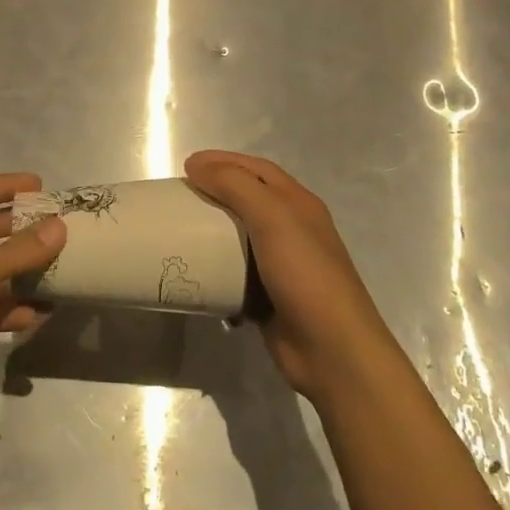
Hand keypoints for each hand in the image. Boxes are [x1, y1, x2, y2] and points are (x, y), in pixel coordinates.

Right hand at [184, 151, 401, 400]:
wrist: (331, 348)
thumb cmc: (305, 274)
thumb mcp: (273, 218)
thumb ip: (236, 186)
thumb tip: (197, 165)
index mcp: (299, 204)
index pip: (258, 169)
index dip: (224, 161)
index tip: (187, 165)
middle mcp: (292, 229)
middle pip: (248, 200)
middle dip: (215, 193)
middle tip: (179, 197)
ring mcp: (281, 265)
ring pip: (240, 238)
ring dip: (211, 232)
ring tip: (179, 231)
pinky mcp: (268, 297)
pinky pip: (235, 274)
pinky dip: (215, 270)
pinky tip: (194, 271)